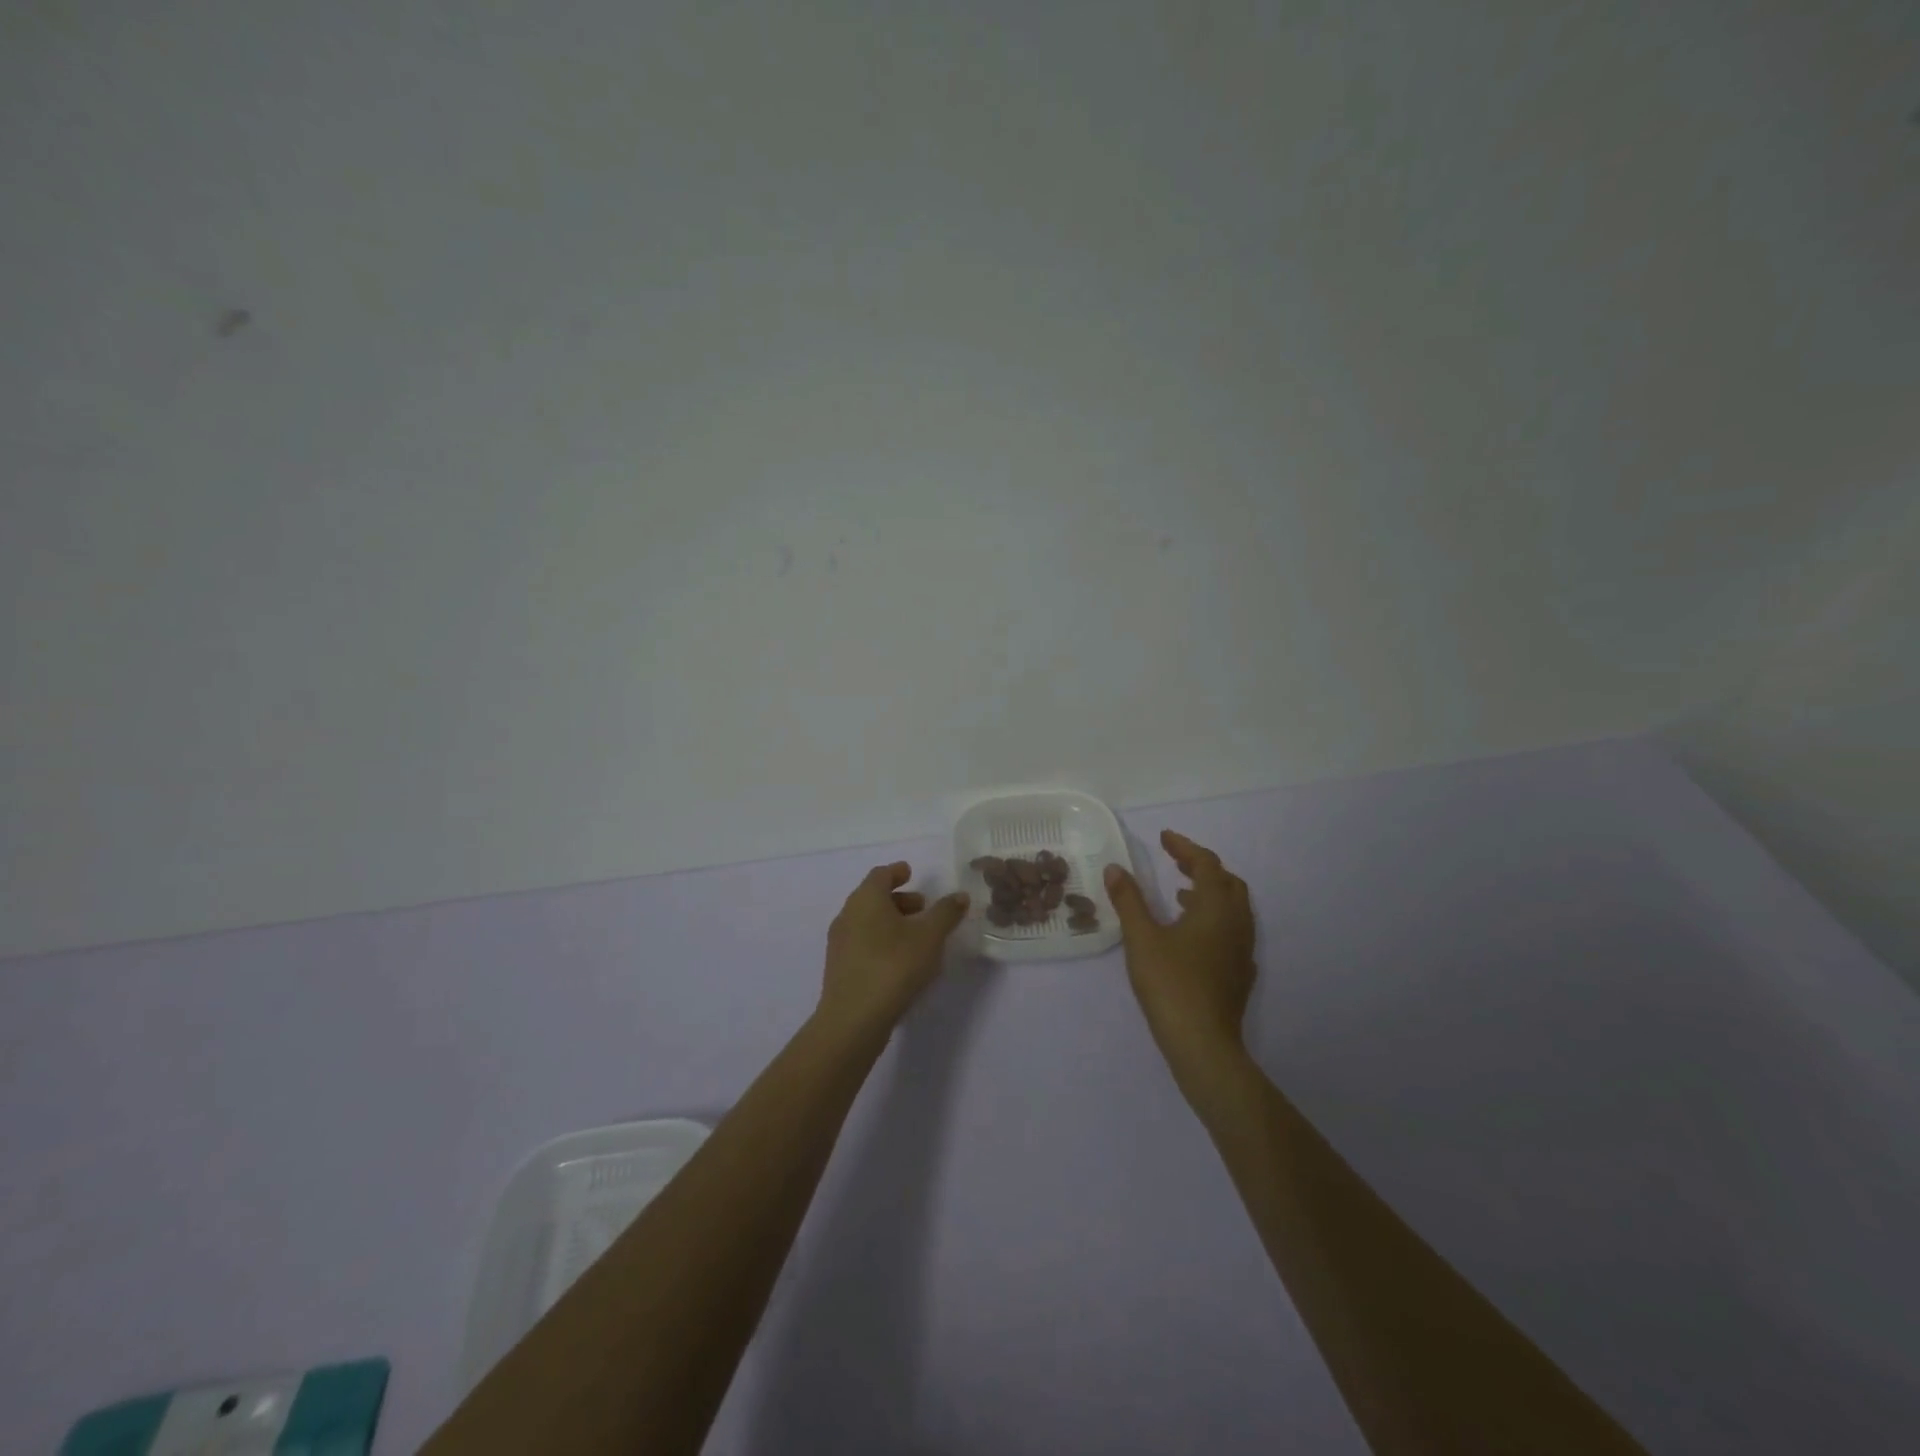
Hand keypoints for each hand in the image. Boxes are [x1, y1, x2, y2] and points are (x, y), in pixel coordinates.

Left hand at [818, 862, 969, 1039]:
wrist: (853, 1019)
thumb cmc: (893, 966)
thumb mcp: (929, 936)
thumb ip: (946, 913)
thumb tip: (959, 896)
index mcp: (866, 899)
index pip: (880, 875)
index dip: (897, 872)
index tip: (910, 872)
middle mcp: (847, 915)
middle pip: (873, 898)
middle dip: (899, 899)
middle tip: (923, 906)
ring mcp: (840, 943)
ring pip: (867, 922)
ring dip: (891, 921)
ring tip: (917, 936)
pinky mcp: (839, 968)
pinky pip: (863, 943)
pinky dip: (882, 941)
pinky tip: (901, 960)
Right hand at [1105, 830, 1256, 1092]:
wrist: (1203, 1044)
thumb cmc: (1171, 984)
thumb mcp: (1141, 938)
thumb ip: (1129, 900)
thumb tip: (1115, 868)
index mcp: (1215, 908)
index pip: (1206, 864)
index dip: (1185, 848)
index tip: (1164, 837)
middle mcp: (1237, 923)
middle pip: (1227, 882)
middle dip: (1203, 868)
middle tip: (1176, 863)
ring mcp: (1243, 950)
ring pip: (1234, 908)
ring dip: (1209, 893)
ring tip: (1180, 894)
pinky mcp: (1240, 973)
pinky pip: (1233, 931)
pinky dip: (1214, 918)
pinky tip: (1193, 935)